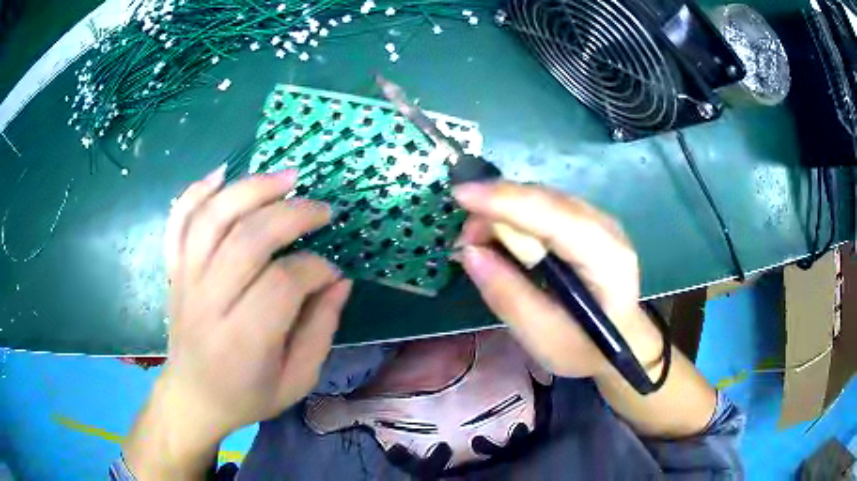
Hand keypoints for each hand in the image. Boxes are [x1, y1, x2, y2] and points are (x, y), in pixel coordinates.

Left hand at [124, 165, 351, 478]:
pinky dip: (197, 191)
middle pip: (247, 238)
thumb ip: (321, 330)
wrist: (193, 397)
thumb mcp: (297, 380)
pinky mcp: (174, 270)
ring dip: (250, 189)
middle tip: (322, 209)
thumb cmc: (247, 395)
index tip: (332, 274)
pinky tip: (222, 174)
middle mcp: (208, 302)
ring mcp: (185, 280)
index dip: (315, 268)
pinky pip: (178, 221)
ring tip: (286, 178)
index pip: (282, 282)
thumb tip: (339, 281)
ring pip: (212, 218)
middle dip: (292, 214)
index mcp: (242, 340)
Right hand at [452, 181, 661, 379]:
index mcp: (606, 259)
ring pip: (543, 198)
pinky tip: (502, 236)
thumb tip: (470, 252)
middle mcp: (606, 228)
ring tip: (479, 241)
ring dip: (504, 211)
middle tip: (464, 239)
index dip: (506, 202)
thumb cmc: (585, 348)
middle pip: (546, 200)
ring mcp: (599, 220)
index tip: (459, 196)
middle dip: (497, 207)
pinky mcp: (588, 222)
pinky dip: (516, 215)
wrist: (622, 341)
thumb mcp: (543, 337)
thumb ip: (508, 296)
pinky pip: (546, 206)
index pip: (554, 217)